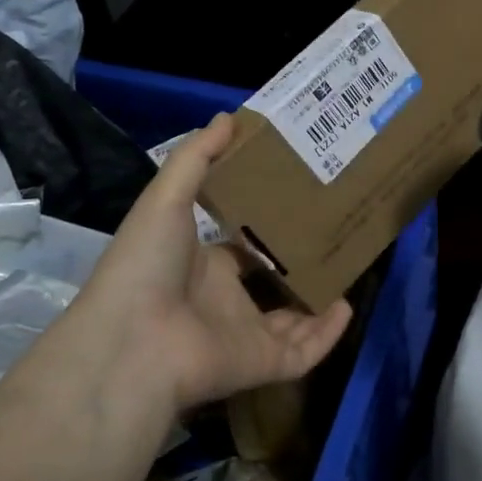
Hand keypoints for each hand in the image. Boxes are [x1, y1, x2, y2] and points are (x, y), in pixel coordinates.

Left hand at [78, 113, 353, 415]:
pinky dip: (327, 335)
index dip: (267, 228)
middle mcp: (226, 301)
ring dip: (320, 302)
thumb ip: (196, 158)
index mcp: (204, 266)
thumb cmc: (146, 263)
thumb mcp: (166, 197)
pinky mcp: (261, 364)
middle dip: (300, 266)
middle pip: (271, 285)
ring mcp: (244, 336)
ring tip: (350, 271)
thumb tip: (227, 116)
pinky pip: (304, 353)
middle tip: (336, 234)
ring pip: (293, 322)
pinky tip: (348, 308)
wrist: (131, 341)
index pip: (241, 248)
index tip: (300, 203)